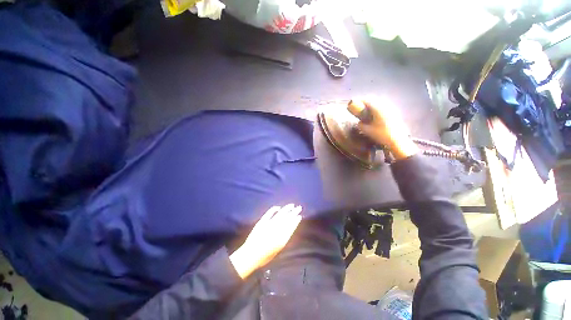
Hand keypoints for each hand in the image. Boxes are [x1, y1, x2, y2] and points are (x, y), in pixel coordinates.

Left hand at [229, 204, 301, 278]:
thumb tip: (290, 229)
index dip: (296, 220)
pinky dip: (274, 209)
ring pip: (280, 214)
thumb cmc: (265, 256)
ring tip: (292, 205)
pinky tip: (278, 207)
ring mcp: (269, 224)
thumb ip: (284, 238)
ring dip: (287, 209)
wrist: (251, 255)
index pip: (291, 226)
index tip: (300, 216)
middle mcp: (277, 229)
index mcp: (282, 238)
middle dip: (294, 212)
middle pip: (287, 218)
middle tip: (299, 207)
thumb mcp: (278, 249)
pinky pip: (269, 213)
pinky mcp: (262, 221)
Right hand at [353, 98, 417, 159]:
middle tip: (360, 107)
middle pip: (374, 100)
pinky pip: (384, 107)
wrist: (398, 140)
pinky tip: (376, 116)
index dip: (359, 101)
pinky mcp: (395, 113)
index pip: (367, 100)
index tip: (354, 104)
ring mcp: (391, 109)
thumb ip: (361, 125)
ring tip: (367, 112)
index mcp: (378, 108)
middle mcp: (385, 106)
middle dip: (366, 102)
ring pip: (380, 103)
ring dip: (373, 105)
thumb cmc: (382, 134)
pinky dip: (378, 109)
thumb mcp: (367, 131)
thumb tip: (359, 122)